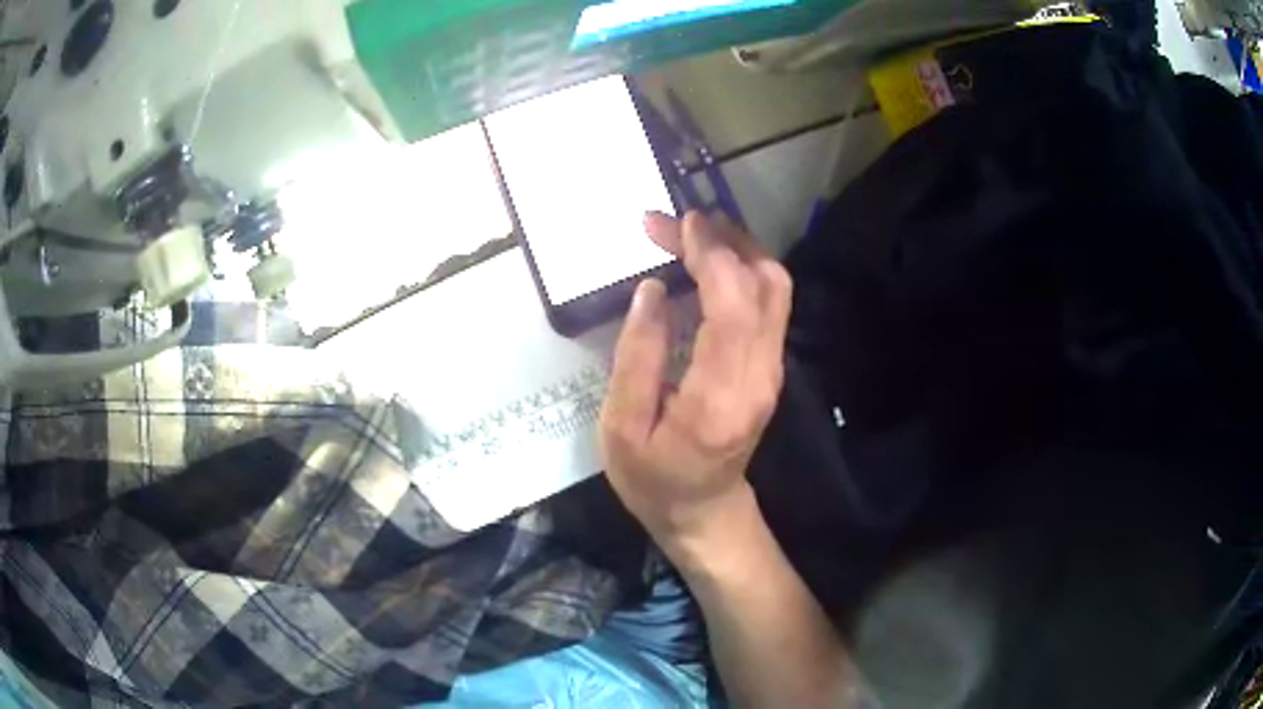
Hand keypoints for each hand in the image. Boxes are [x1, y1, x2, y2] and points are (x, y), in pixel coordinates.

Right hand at [599, 211, 792, 555]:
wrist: (702, 511)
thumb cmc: (653, 479)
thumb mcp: (622, 427)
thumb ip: (637, 357)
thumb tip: (653, 290)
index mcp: (721, 395)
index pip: (734, 304)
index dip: (709, 254)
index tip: (674, 224)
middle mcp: (760, 375)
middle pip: (767, 284)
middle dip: (723, 240)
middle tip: (673, 224)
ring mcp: (772, 370)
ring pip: (774, 288)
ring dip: (736, 249)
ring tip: (688, 234)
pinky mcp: (770, 366)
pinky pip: (767, 303)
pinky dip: (740, 271)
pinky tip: (705, 264)